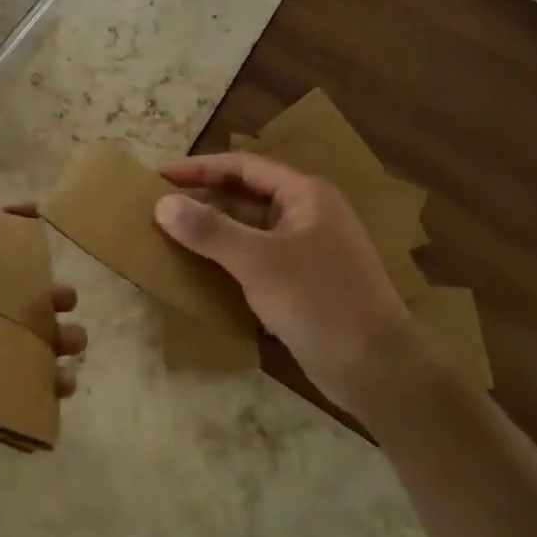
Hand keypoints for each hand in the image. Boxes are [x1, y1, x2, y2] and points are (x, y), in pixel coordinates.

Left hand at [0, 165, 86, 473]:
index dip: (16, 232)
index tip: (46, 219)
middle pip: (11, 299)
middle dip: (45, 298)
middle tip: (69, 302)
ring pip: (20, 343)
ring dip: (52, 342)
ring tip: (75, 346)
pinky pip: (16, 387)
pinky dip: (42, 386)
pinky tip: (63, 386)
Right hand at [154, 152, 410, 410]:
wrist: (378, 370)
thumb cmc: (320, 302)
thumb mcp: (258, 261)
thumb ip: (209, 230)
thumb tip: (162, 204)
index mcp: (304, 195)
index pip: (242, 166)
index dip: (198, 168)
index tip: (158, 176)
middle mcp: (307, 214)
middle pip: (244, 195)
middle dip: (202, 199)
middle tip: (157, 206)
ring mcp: (307, 250)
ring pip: (249, 228)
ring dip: (212, 230)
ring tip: (169, 235)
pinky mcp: (303, 283)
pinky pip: (255, 258)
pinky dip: (227, 258)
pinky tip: (198, 270)